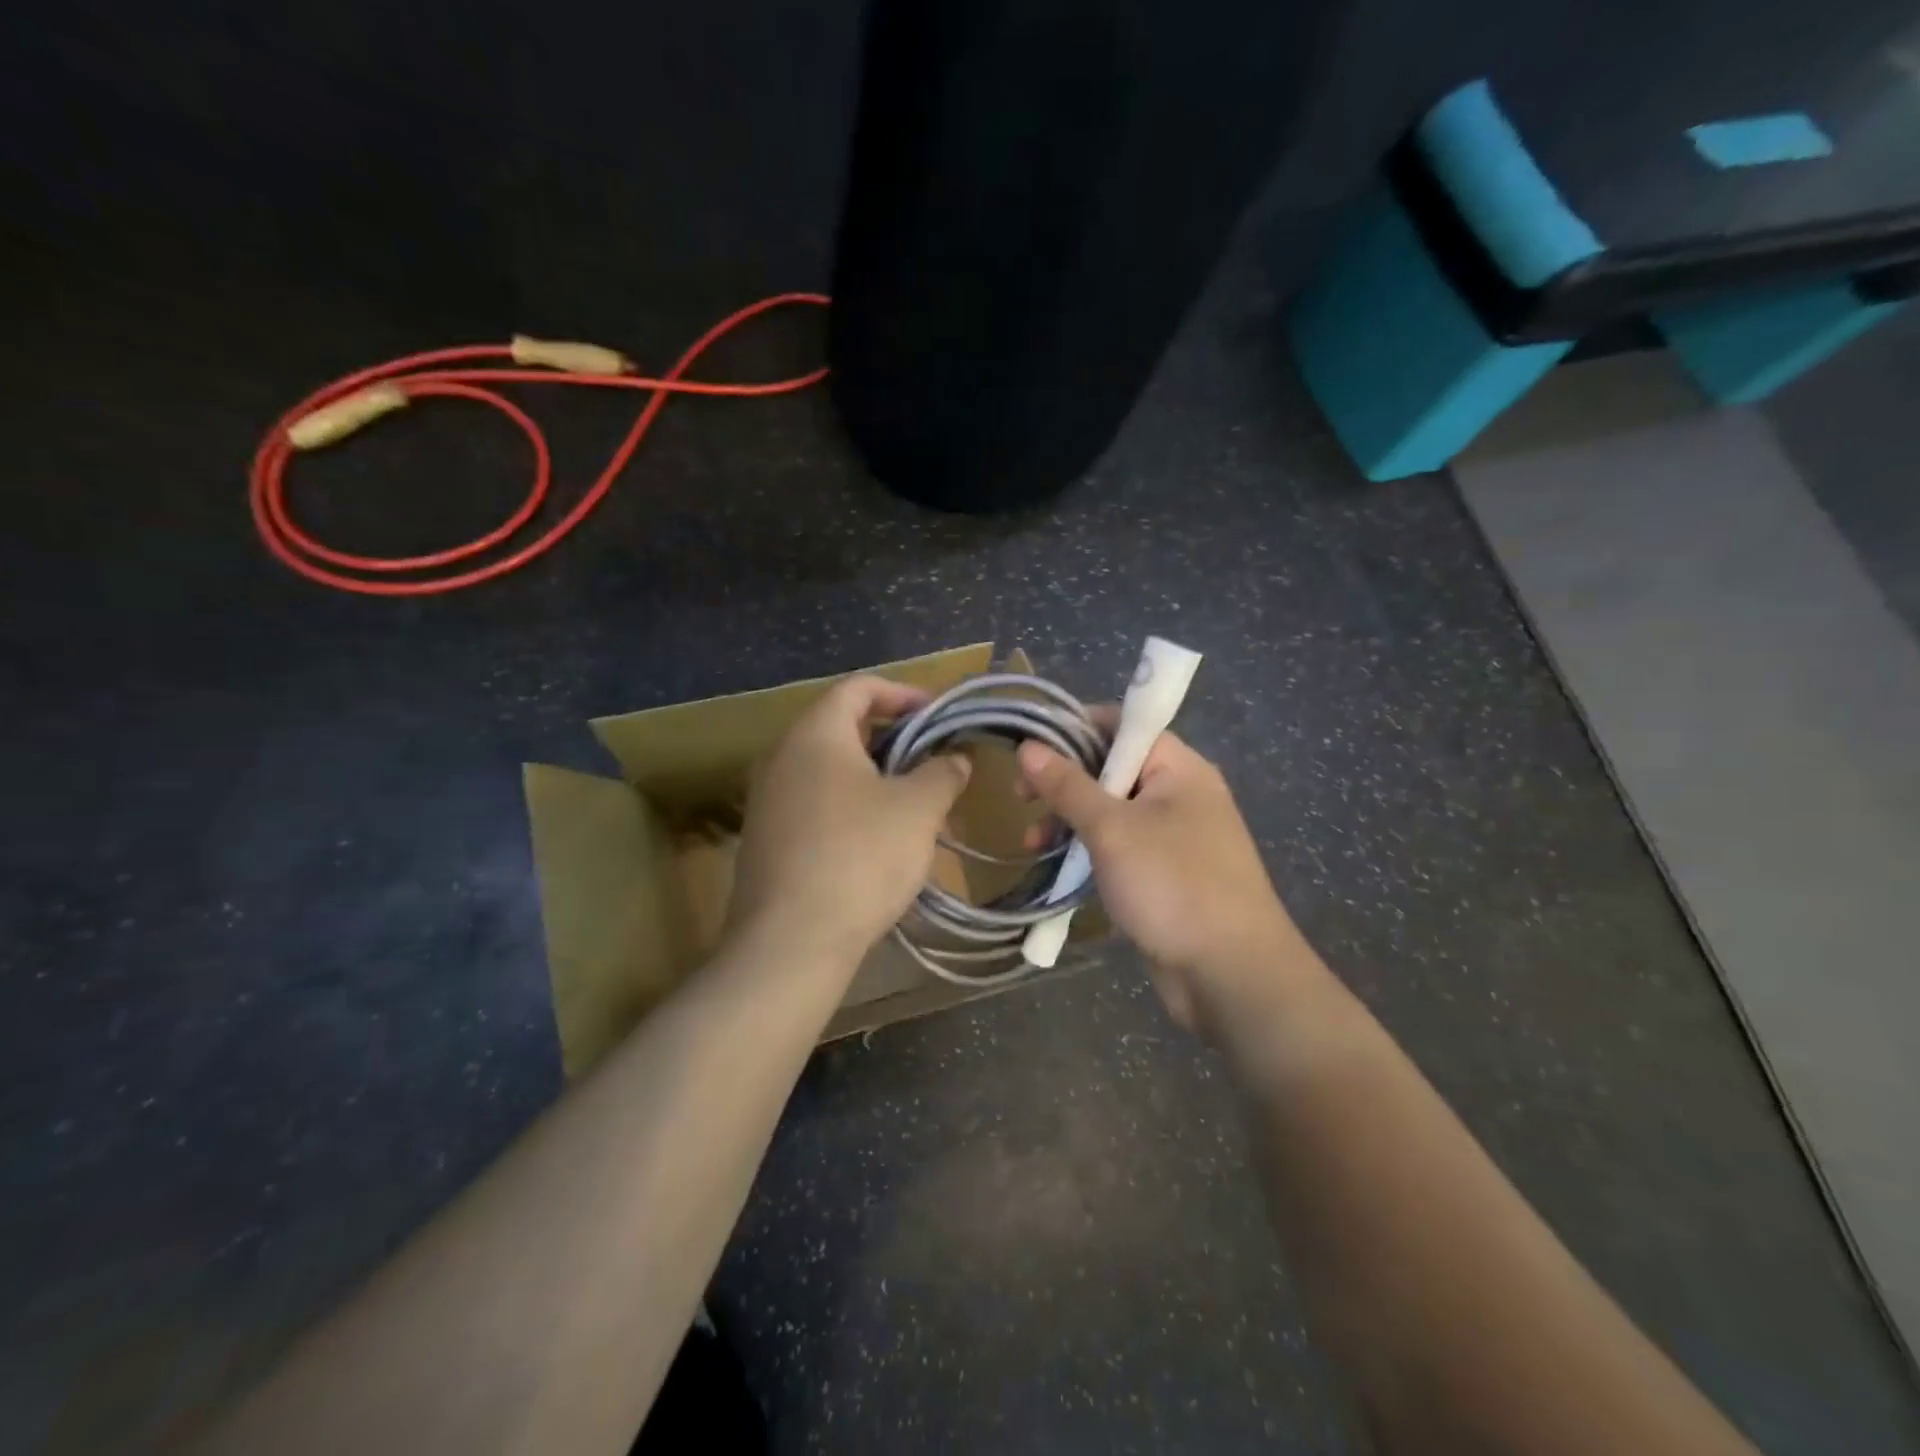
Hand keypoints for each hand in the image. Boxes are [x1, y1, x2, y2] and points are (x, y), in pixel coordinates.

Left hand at [731, 676, 970, 963]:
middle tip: (930, 759)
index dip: (901, 692)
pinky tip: (875, 841)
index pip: (857, 688)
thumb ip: (942, 773)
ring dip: (871, 776)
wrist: (790, 942)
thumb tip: (954, 759)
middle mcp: (782, 758)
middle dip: (891, 737)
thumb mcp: (918, 809)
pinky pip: (813, 805)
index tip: (936, 714)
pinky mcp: (765, 841)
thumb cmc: (860, 856)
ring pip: (827, 770)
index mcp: (815, 735)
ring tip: (911, 802)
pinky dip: (848, 806)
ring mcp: (767, 802)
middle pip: (840, 727)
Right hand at [1017, 730, 1313, 1035]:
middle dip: (1063, 781)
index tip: (1030, 747)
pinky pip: (1119, 848)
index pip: (1122, 725)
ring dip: (1069, 821)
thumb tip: (1028, 747)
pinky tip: (1058, 867)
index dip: (1074, 728)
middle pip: (1111, 768)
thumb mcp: (1112, 829)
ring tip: (1032, 844)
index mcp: (1178, 768)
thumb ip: (1067, 786)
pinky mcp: (1165, 874)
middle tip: (1020, 798)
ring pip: (1110, 812)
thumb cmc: (1173, 885)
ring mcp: (1174, 837)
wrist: (1231, 975)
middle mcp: (1179, 794)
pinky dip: (1088, 851)